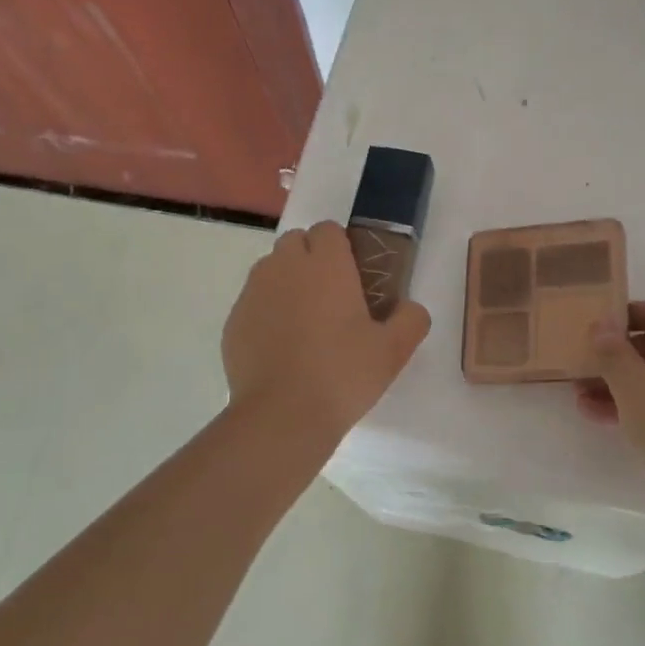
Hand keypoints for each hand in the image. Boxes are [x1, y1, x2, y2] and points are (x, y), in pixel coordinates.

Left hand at [222, 221, 431, 447]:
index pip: (328, 229)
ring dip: (287, 282)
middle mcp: (284, 267)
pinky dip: (266, 312)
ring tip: (305, 322)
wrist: (282, 416)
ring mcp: (253, 292)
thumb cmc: (343, 374)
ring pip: (270, 269)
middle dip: (311, 259)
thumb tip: (409, 308)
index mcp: (325, 264)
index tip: (353, 277)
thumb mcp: (394, 350)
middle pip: (295, 242)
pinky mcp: (233, 320)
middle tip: (331, 298)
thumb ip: (411, 319)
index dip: (341, 248)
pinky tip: (281, 348)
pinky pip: (253, 302)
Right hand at [576, 301, 644, 502]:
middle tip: (583, 364)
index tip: (595, 325)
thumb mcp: (633, 383)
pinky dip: (640, 405)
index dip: (627, 316)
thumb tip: (600, 323)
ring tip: (581, 396)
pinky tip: (600, 416)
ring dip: (622, 384)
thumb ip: (611, 350)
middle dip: (618, 357)